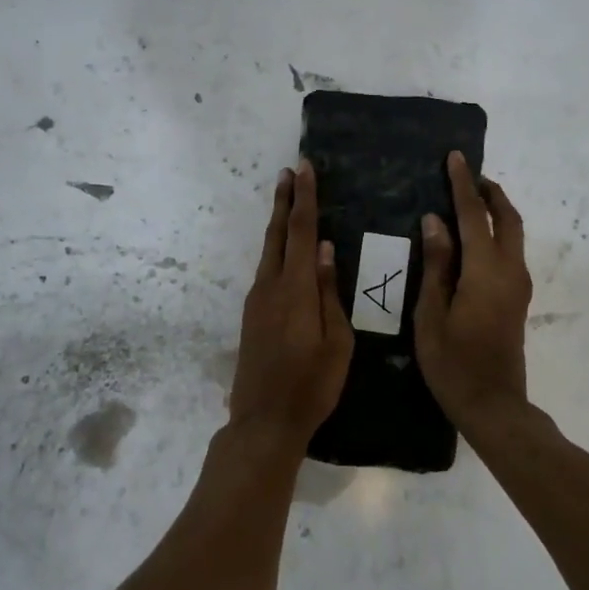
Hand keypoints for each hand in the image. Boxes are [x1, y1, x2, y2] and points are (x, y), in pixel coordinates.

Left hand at [225, 160, 353, 445]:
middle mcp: (271, 286)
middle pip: (278, 234)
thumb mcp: (337, 342)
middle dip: (285, 201)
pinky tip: (284, 250)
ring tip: (287, 200)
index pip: (303, 232)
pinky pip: (266, 269)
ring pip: (269, 250)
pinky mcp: (251, 314)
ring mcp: (256, 300)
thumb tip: (327, 251)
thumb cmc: (312, 384)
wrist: (264, 420)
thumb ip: (330, 293)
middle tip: (290, 171)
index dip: (305, 199)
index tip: (305, 169)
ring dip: (278, 222)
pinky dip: (276, 248)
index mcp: (296, 290)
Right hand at [415, 151, 532, 430]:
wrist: (493, 404)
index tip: (455, 157)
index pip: (472, 216)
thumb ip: (436, 265)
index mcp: (485, 272)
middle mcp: (510, 271)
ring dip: (496, 212)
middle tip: (467, 176)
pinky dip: (497, 233)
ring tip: (469, 201)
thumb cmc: (453, 363)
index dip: (462, 185)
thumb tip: (435, 221)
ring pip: (514, 234)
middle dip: (490, 193)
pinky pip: (511, 252)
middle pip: (507, 219)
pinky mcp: (517, 299)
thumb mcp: (431, 314)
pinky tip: (474, 239)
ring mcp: (518, 286)